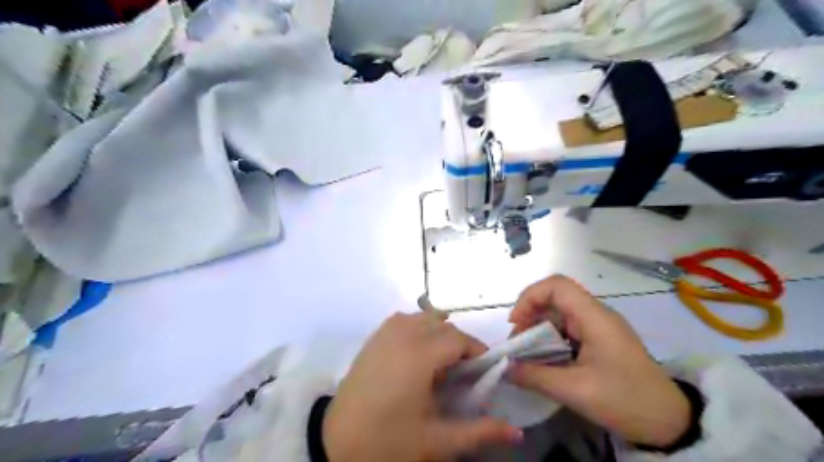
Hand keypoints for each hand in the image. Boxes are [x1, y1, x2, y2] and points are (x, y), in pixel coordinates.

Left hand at [323, 312, 519, 459]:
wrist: (336, 441)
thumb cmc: (388, 440)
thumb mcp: (436, 440)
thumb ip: (479, 431)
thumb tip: (516, 432)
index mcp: (419, 354)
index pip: (458, 339)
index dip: (476, 351)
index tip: (482, 372)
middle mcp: (403, 334)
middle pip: (443, 325)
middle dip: (458, 344)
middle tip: (460, 373)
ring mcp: (384, 332)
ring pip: (423, 317)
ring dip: (437, 333)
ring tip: (437, 363)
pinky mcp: (373, 337)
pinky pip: (403, 320)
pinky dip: (416, 328)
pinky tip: (415, 353)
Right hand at [509, 274, 689, 447]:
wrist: (670, 423)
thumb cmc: (626, 400)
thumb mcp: (576, 391)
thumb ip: (535, 377)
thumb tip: (504, 368)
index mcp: (594, 317)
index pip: (556, 285)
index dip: (530, 297)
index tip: (516, 323)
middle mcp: (595, 315)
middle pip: (554, 298)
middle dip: (529, 316)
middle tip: (517, 343)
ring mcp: (598, 327)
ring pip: (558, 314)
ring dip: (538, 330)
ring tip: (526, 354)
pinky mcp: (599, 340)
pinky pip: (567, 330)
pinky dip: (550, 340)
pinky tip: (543, 360)